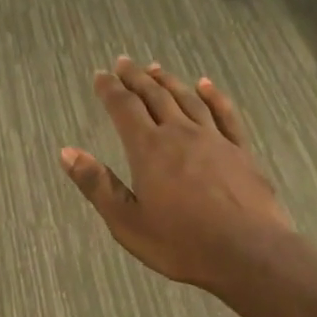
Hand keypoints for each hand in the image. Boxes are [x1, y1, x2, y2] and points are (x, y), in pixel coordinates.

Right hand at [61, 57, 292, 293]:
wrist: (250, 254)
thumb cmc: (182, 243)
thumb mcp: (127, 221)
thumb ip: (97, 184)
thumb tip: (67, 152)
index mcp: (149, 149)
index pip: (124, 108)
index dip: (110, 89)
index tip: (101, 75)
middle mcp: (180, 134)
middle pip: (155, 96)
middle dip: (136, 78)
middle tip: (124, 63)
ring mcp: (214, 140)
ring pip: (188, 99)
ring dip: (169, 81)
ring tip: (156, 68)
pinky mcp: (241, 151)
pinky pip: (225, 114)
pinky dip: (213, 96)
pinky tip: (205, 85)